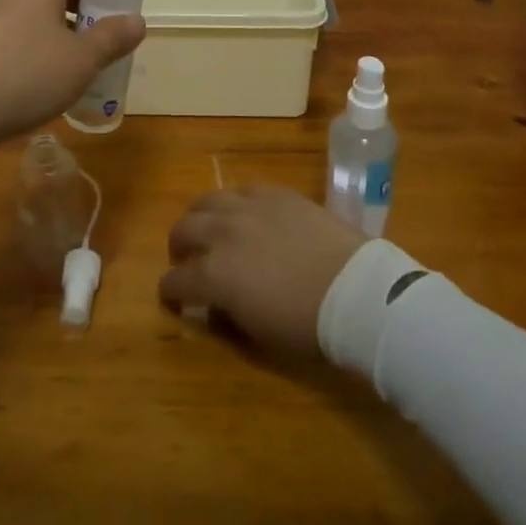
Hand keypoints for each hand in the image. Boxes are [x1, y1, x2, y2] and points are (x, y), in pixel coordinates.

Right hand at [158, 186, 365, 359]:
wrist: (354, 290)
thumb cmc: (307, 326)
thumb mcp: (258, 335)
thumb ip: (227, 316)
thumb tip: (214, 305)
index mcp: (214, 274)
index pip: (176, 280)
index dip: (171, 291)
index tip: (174, 297)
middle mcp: (223, 233)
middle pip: (183, 229)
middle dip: (179, 246)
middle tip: (188, 259)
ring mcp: (249, 207)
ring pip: (207, 199)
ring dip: (201, 216)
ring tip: (210, 228)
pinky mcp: (276, 193)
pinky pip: (244, 189)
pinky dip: (236, 203)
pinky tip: (246, 213)